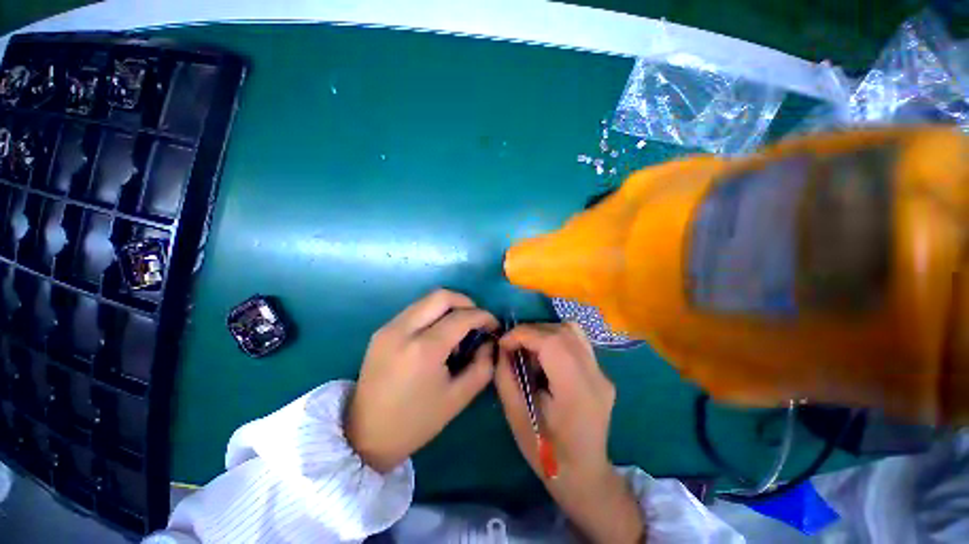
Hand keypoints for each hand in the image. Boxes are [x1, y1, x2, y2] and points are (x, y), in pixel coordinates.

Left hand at [346, 290, 498, 472]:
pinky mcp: (381, 330)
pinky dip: (433, 314)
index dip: (483, 317)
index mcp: (424, 349)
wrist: (364, 435)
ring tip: (458, 329)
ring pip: (427, 300)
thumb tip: (489, 342)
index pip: (461, 317)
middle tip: (477, 320)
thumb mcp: (458, 398)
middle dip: (466, 303)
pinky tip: (437, 334)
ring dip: (449, 307)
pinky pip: (415, 310)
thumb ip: (482, 366)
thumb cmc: (416, 421)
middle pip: (442, 296)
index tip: (494, 325)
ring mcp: (389, 327)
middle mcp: (404, 329)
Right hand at [495, 323, 643, 543]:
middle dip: (531, 331)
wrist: (584, 475)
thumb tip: (502, 349)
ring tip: (529, 349)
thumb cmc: (547, 452)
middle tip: (513, 347)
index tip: (503, 343)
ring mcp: (602, 373)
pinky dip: (556, 339)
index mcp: (576, 391)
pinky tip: (545, 356)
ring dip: (544, 332)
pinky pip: (577, 341)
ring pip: (572, 331)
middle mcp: (595, 376)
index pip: (551, 342)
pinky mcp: (601, 373)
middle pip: (562, 332)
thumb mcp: (516, 417)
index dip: (523, 334)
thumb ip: (506, 377)